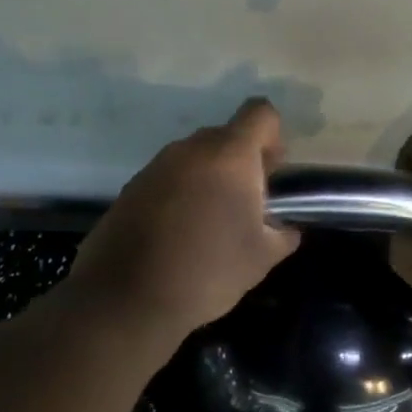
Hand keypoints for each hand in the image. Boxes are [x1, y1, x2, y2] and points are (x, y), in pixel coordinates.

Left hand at [64, 99, 301, 344]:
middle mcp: (190, 149)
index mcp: (229, 156)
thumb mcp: (261, 258)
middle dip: (243, 162)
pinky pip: (169, 178)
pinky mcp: (131, 187)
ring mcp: (156, 166)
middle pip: (226, 135)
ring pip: (195, 158)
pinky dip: (182, 194)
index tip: (273, 171)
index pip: (260, 114)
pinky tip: (181, 234)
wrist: (126, 297)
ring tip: (213, 223)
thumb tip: (285, 228)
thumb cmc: (207, 271)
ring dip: (211, 178)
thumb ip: (282, 233)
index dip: (273, 136)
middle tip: (248, 205)